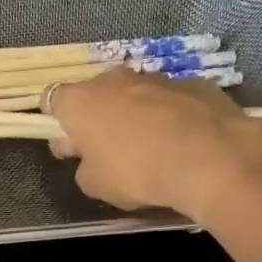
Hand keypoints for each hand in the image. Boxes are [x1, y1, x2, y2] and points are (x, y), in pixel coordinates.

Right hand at [46, 69, 261, 220]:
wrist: (208, 158)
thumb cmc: (135, 172)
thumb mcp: (93, 184)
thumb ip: (84, 166)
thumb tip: (91, 158)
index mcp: (81, 102)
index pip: (52, 99)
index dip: (55, 120)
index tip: (66, 142)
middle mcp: (114, 80)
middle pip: (95, 93)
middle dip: (96, 115)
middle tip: (104, 148)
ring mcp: (156, 78)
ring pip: (133, 94)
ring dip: (133, 114)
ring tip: (146, 147)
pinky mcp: (194, 83)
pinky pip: (169, 100)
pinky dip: (168, 115)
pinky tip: (179, 142)